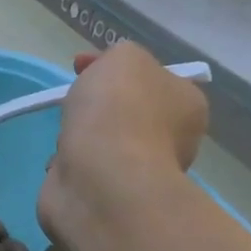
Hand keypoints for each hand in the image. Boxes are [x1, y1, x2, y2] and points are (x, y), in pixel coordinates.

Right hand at [38, 43, 207, 246]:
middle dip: (96, 104)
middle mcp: (172, 139)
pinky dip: (70, 163)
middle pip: (126, 110)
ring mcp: (140, 171)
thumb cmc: (118, 109)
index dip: (114, 66)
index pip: (153, 77)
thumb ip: (121, 55)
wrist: (100, 176)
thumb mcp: (124, 57)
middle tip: (73, 100)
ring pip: (103, 141)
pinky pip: (85, 168)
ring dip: (80, 136)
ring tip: (67, 136)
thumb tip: (109, 74)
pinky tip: (63, 162)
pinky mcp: (110, 195)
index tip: (80, 65)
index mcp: (187, 104)